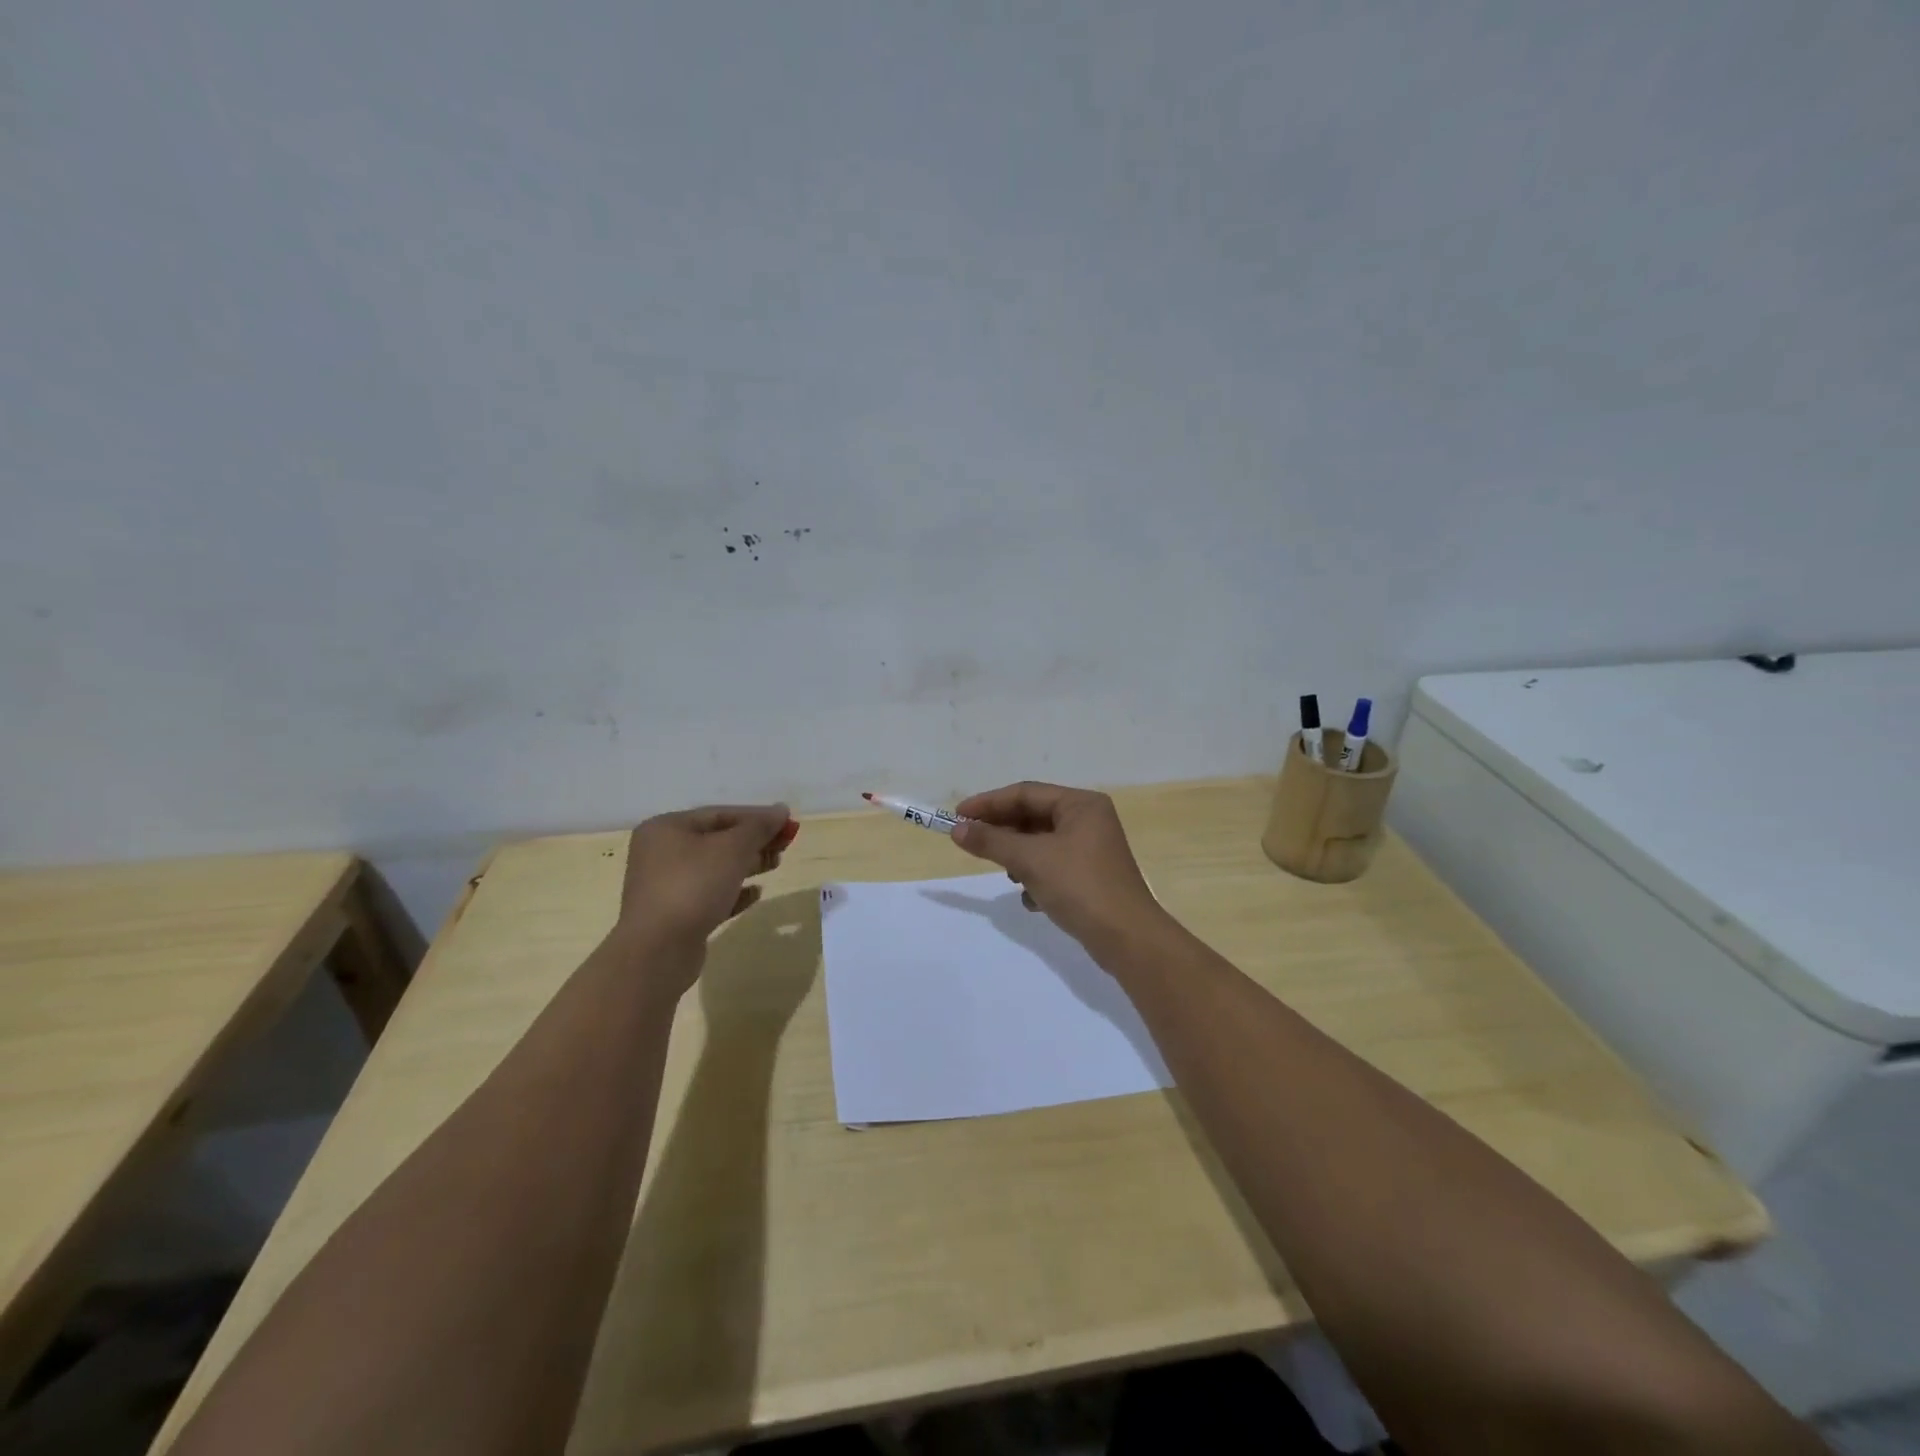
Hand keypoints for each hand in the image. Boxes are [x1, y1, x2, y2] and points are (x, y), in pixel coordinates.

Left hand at [615, 804, 796, 954]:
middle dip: (753, 841)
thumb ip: (758, 827)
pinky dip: (734, 891)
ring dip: (747, 865)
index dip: (757, 817)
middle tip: (785, 845)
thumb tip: (781, 810)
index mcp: (667, 828)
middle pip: (717, 839)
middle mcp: (661, 853)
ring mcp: (666, 885)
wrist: (657, 951)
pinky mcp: (675, 914)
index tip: (788, 823)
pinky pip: (710, 895)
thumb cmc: (693, 886)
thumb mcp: (732, 849)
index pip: (720, 814)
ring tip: (775, 864)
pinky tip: (756, 894)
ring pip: (715, 868)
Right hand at [949, 781, 1165, 950]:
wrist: (1128, 938)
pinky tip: (1031, 899)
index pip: (1025, 793)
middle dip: (1002, 831)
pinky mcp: (1090, 877)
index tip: (957, 817)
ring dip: (1019, 857)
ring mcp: (1092, 849)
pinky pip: (1053, 867)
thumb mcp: (1030, 860)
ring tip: (1007, 874)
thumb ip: (992, 841)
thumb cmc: (1080, 887)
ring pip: (1041, 844)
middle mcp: (1089, 820)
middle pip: (1033, 816)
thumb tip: (958, 830)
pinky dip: (1036, 878)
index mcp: (1081, 804)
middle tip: (970, 842)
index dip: (988, 803)